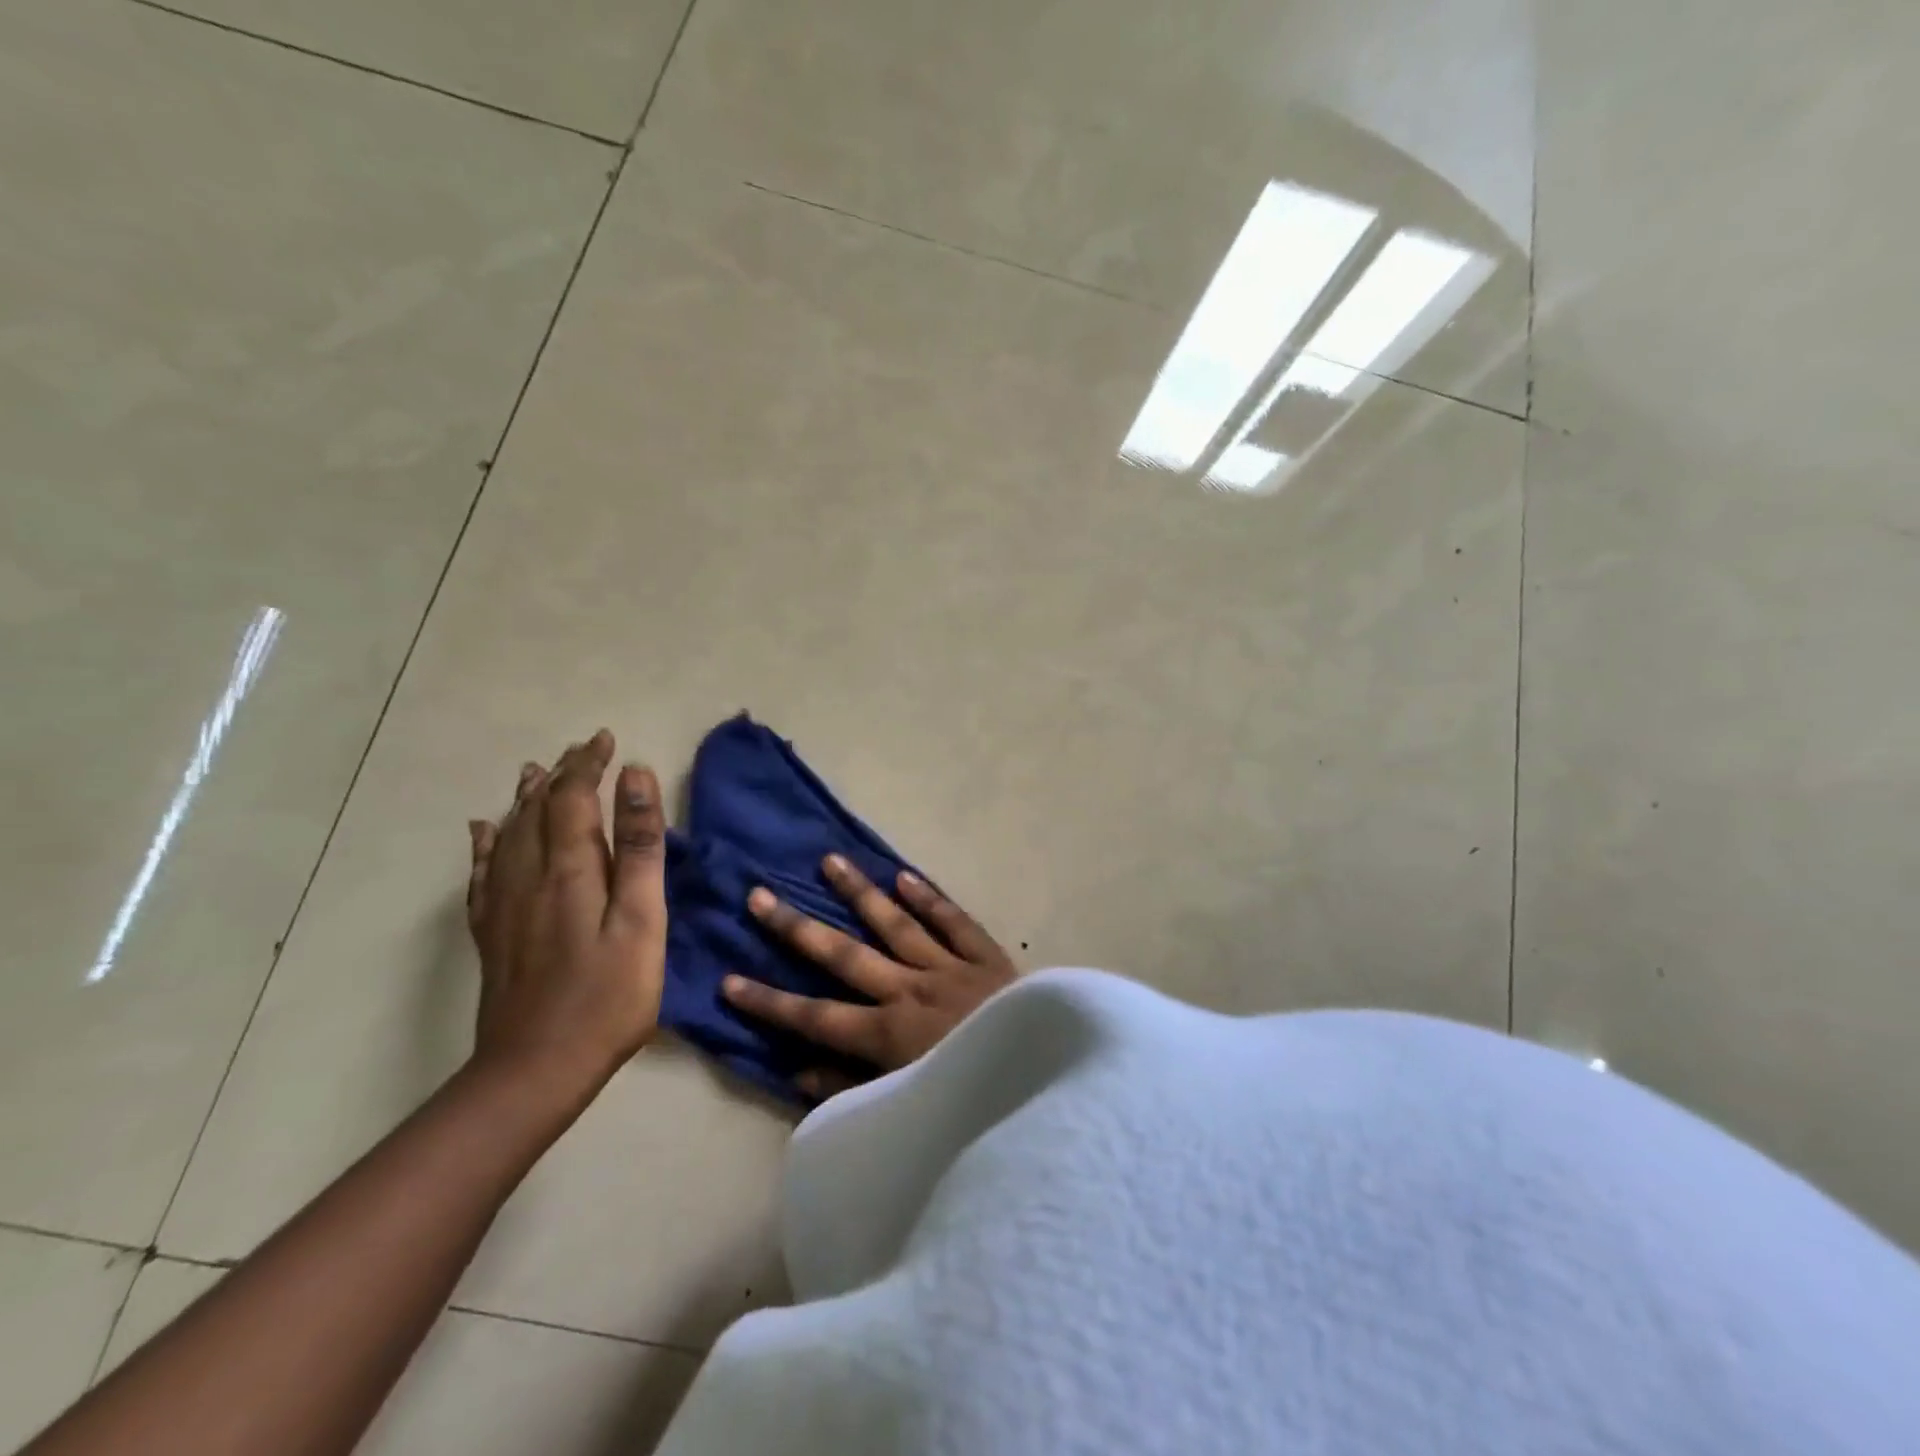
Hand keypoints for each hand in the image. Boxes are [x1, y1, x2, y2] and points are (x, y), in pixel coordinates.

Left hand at [466, 730, 667, 1104]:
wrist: (536, 1069)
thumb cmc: (608, 995)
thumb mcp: (642, 919)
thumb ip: (640, 847)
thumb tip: (634, 778)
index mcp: (570, 869)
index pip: (573, 797)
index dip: (588, 764)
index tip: (607, 739)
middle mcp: (529, 876)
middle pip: (538, 809)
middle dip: (561, 774)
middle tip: (581, 749)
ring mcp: (504, 905)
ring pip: (507, 834)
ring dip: (524, 798)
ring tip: (533, 772)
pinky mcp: (493, 933)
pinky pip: (482, 872)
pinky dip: (485, 843)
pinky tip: (483, 831)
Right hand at [722, 854, 1016, 1098]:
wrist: (1046, 1080)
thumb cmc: (971, 1099)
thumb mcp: (908, 1111)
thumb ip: (852, 1093)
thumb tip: (797, 1072)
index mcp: (887, 1034)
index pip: (814, 1016)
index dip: (768, 1001)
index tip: (727, 979)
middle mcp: (909, 990)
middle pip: (844, 955)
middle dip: (797, 928)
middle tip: (760, 896)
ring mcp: (948, 968)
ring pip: (895, 923)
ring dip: (860, 892)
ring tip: (829, 860)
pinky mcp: (986, 957)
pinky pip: (954, 921)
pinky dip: (930, 898)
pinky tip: (904, 875)